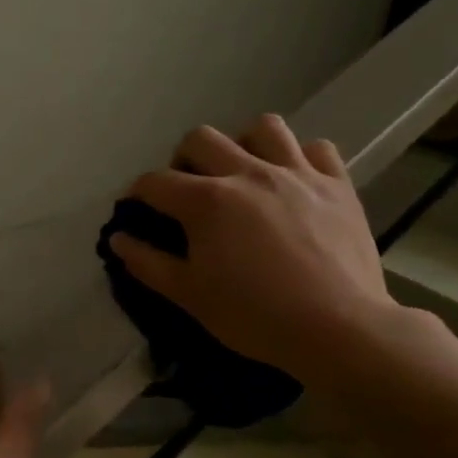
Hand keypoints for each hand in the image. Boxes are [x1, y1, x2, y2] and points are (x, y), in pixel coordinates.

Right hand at [109, 115, 400, 376]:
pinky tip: (295, 181)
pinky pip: (317, 149)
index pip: (156, 182)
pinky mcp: (337, 185)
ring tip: (244, 172)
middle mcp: (248, 172)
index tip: (138, 208)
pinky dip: (301, 158)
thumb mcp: (190, 296)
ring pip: (263, 127)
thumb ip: (148, 264)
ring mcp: (297, 173)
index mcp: (207, 201)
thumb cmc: (256, 317)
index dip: (138, 193)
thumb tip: (118, 239)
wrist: (339, 330)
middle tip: (189, 189)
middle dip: (184, 159)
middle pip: (201, 139)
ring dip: (244, 144)